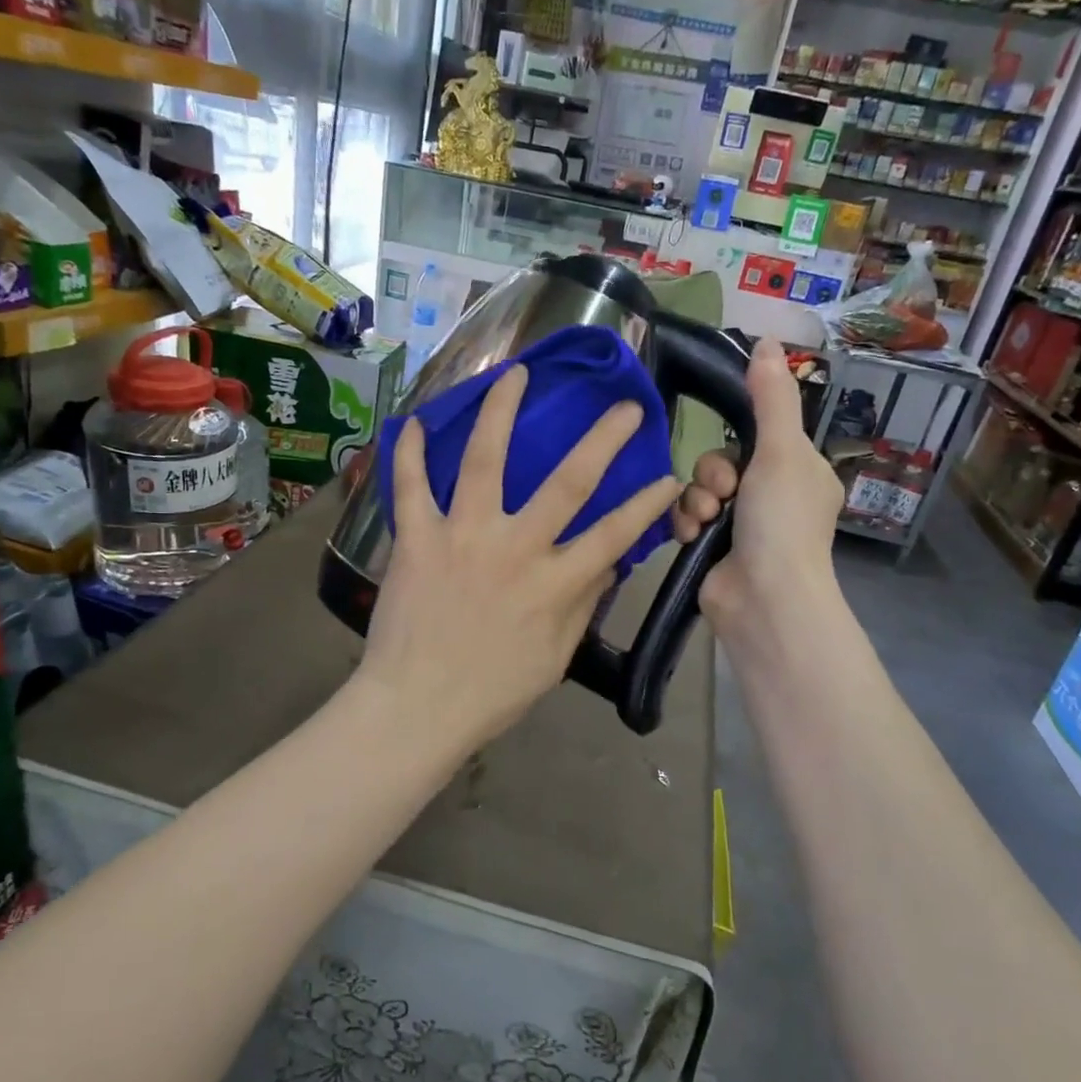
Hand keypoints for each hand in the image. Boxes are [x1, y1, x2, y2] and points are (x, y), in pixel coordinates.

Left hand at [358, 366, 680, 755]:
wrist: (417, 708)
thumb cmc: (492, 693)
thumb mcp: (554, 658)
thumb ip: (581, 606)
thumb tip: (605, 565)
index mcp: (555, 583)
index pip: (616, 533)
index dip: (649, 502)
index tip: (669, 476)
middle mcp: (515, 548)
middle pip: (568, 481)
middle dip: (603, 439)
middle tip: (624, 406)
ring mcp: (464, 536)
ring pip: (486, 460)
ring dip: (501, 411)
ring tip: (515, 373)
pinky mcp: (418, 539)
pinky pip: (412, 486)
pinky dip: (411, 451)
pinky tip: (417, 421)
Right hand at [673, 337, 843, 649]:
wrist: (763, 599)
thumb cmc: (781, 521)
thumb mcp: (782, 451)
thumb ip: (771, 397)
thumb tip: (767, 340)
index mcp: (800, 472)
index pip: (760, 436)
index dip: (740, 440)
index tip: (737, 451)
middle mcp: (772, 497)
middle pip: (722, 461)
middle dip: (713, 474)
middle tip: (724, 494)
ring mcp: (741, 526)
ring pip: (699, 489)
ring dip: (696, 500)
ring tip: (707, 520)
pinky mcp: (712, 548)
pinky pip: (686, 517)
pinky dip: (684, 523)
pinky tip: (690, 536)